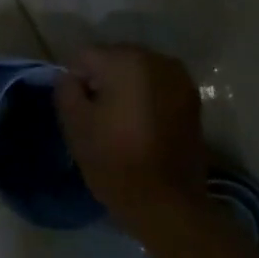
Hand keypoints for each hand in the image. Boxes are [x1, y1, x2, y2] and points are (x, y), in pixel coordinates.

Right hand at [54, 45, 207, 237]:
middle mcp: (157, 59)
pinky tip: (142, 127)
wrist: (166, 201)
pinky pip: (158, 88)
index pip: (85, 56)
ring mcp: (180, 78)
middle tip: (97, 118)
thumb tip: (70, 77)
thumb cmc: (114, 161)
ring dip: (126, 90)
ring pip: (138, 73)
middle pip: (115, 59)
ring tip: (120, 124)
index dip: (74, 81)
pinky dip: (147, 99)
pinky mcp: (192, 100)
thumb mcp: (75, 126)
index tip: (77, 111)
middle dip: (102, 81)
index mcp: (126, 61)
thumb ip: (66, 90)